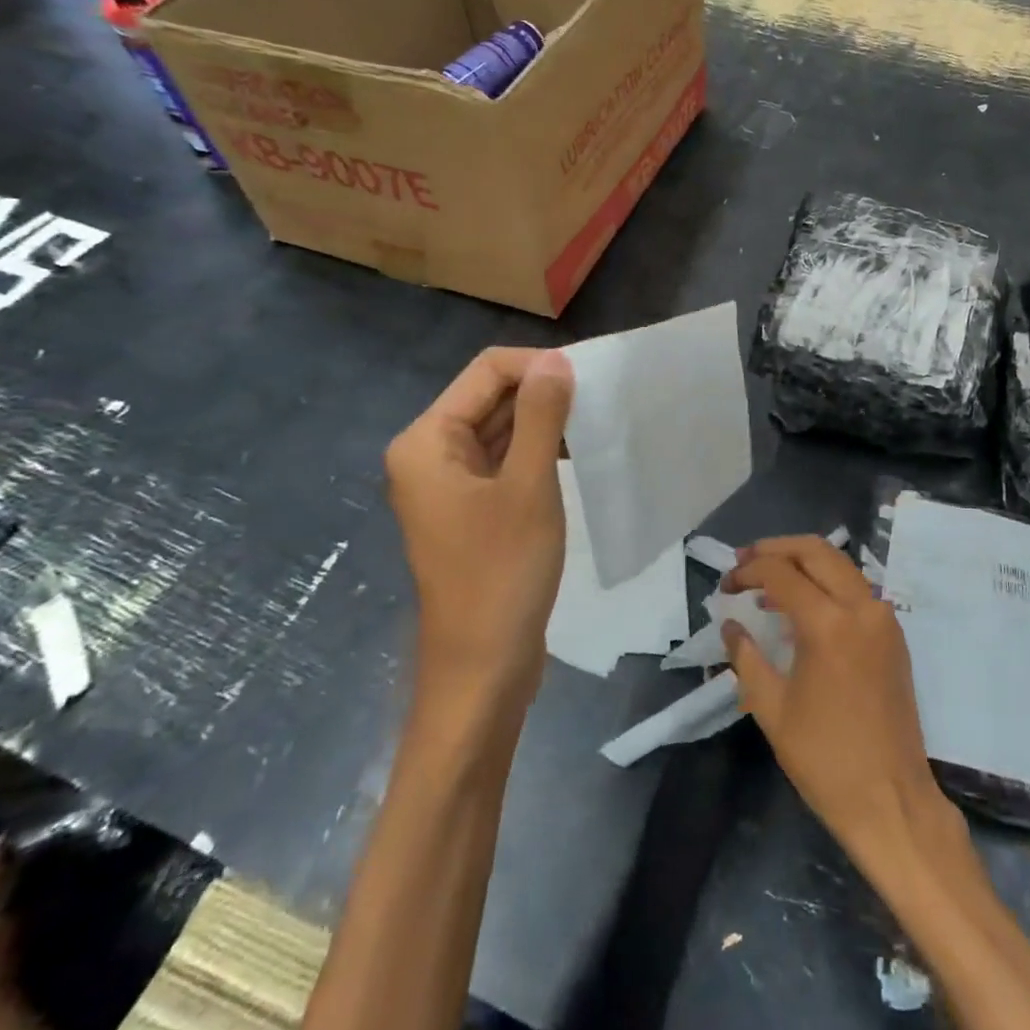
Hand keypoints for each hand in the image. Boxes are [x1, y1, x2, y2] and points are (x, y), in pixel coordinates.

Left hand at [387, 347, 574, 701]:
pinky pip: (503, 462)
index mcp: (427, 441)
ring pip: (500, 430)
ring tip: (596, 424)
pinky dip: (536, 453)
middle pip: (490, 398)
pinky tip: (575, 456)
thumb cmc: (503, 574)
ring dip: (544, 423)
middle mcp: (429, 454)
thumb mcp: (528, 487)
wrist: (483, 668)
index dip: (538, 366)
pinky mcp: (470, 509)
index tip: (591, 379)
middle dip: (543, 393)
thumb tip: (555, 361)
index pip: (486, 372)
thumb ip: (540, 417)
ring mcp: (449, 484)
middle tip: (602, 400)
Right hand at [720, 537, 952, 862]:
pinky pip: (856, 589)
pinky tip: (801, 606)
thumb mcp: (771, 708)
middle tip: (744, 562)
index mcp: (829, 624)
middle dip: (776, 549)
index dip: (747, 571)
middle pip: (816, 550)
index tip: (725, 585)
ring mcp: (883, 619)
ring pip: (840, 564)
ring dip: (802, 563)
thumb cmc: (825, 759)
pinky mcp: (893, 635)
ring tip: (767, 581)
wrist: (891, 800)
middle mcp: (861, 608)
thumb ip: (746, 657)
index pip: (781, 573)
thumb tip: (730, 624)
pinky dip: (826, 583)